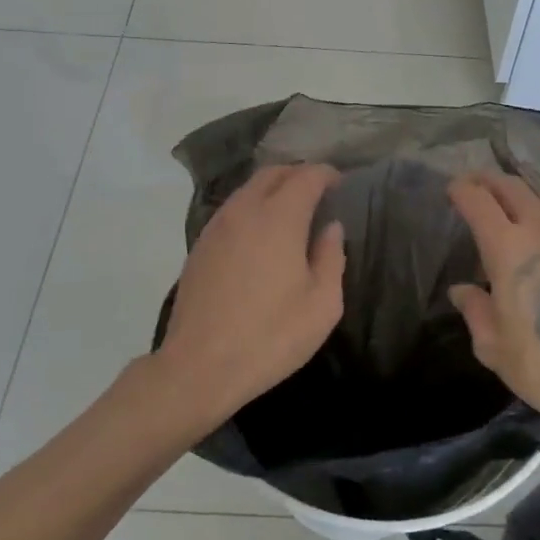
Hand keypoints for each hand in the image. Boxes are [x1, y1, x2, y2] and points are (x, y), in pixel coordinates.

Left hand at [156, 163, 346, 430]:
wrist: (199, 366)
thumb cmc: (270, 336)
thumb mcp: (322, 304)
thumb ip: (331, 257)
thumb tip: (331, 228)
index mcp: (279, 218)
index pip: (306, 176)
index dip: (326, 174)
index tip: (340, 184)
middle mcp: (245, 210)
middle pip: (272, 173)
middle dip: (298, 174)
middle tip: (318, 192)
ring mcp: (217, 226)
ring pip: (248, 189)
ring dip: (273, 189)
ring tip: (292, 211)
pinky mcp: (200, 245)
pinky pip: (232, 210)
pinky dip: (252, 207)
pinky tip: (261, 234)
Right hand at [447, 171, 539, 439]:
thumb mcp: (494, 346)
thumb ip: (475, 310)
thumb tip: (462, 291)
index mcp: (507, 248)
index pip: (479, 200)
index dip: (462, 189)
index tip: (452, 189)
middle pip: (512, 186)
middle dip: (489, 180)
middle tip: (475, 184)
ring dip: (520, 190)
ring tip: (507, 198)